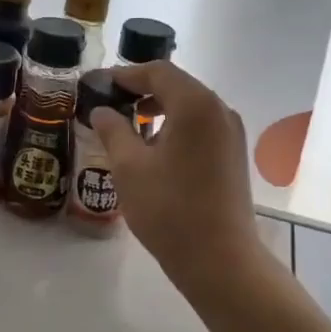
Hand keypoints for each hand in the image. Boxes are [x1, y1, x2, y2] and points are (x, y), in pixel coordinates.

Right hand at [91, 61, 269, 293]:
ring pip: (190, 107)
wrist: (220, 259)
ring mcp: (231, 133)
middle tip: (108, 104)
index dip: (124, 75)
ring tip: (127, 128)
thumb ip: (113, 130)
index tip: (97, 84)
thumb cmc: (169, 210)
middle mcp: (219, 110)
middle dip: (141, 91)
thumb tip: (102, 110)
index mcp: (195, 105)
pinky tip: (154, 150)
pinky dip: (176, 127)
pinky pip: (201, 127)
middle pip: (176, 85)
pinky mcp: (233, 155)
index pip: (157, 72)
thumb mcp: (129, 168)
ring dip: (158, 110)